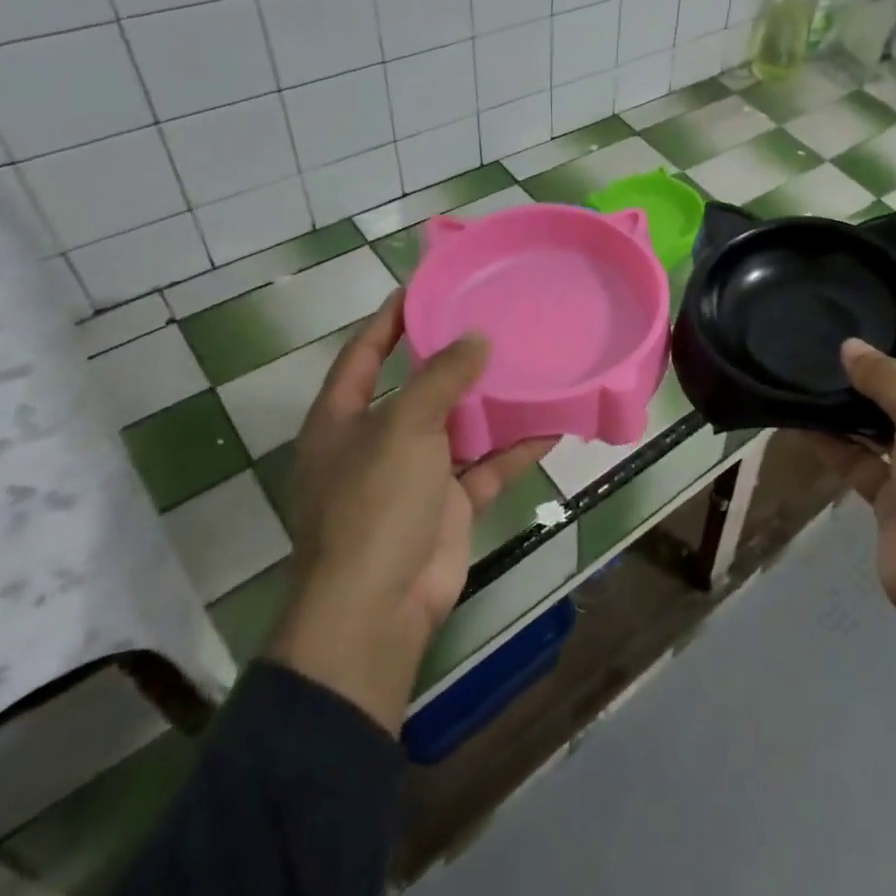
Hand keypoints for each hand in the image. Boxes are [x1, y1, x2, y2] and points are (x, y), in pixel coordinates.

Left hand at [266, 290, 554, 734]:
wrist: (378, 610)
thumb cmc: (374, 505)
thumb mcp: (403, 428)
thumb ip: (441, 378)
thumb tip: (476, 338)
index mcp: (343, 420)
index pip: (364, 353)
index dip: (391, 318)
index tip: (427, 285)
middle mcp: (376, 442)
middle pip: (417, 387)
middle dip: (453, 358)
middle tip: (495, 319)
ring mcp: (414, 476)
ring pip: (460, 426)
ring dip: (493, 402)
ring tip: (530, 362)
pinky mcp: (449, 504)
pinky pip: (488, 465)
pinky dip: (517, 448)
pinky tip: (553, 423)